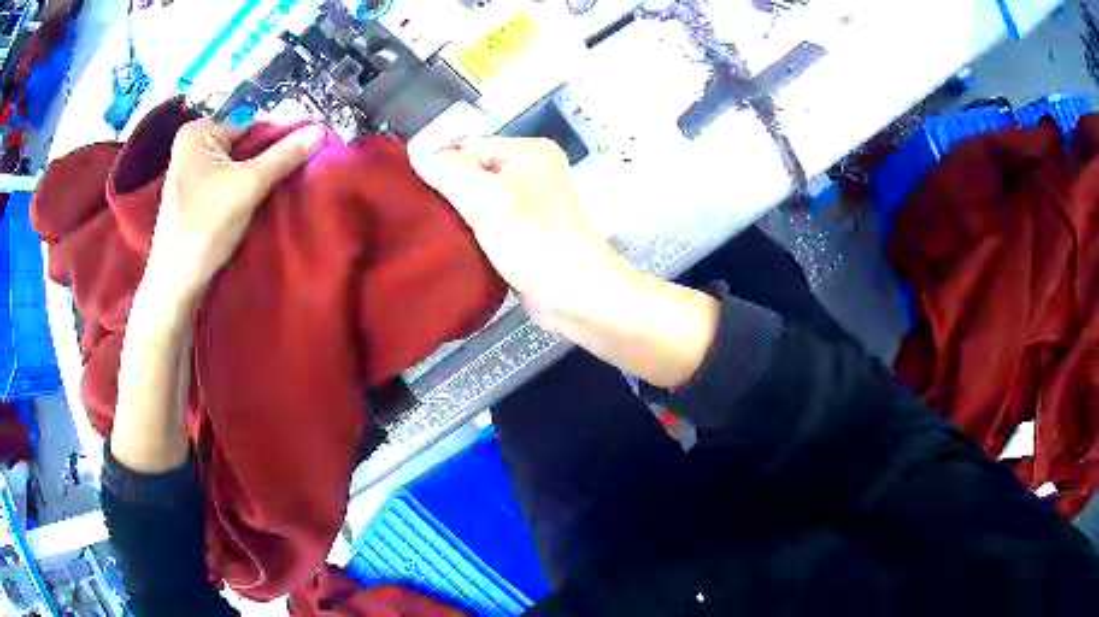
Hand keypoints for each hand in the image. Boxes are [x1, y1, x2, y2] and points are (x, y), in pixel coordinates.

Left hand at [146, 119, 324, 303]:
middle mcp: (190, 146)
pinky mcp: (191, 198)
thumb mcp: (250, 184)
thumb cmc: (206, 226)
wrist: (176, 283)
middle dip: (263, 164)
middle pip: (242, 147)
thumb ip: (285, 156)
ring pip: (234, 168)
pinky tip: (250, 209)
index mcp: (198, 132)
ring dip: (253, 181)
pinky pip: (224, 185)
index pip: (251, 127)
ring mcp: (189, 172)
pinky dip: (239, 194)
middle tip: (285, 183)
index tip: (297, 163)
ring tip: (268, 197)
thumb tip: (321, 130)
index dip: (276, 144)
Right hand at [414, 136, 718, 387]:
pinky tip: (454, 246)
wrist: (578, 297)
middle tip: (419, 216)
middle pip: (472, 171)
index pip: (467, 145)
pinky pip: (489, 224)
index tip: (412, 194)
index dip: (438, 166)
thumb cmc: (536, 242)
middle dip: (446, 192)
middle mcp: (533, 171)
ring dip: (457, 216)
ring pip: (478, 200)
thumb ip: (450, 171)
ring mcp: (532, 203)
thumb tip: (419, 156)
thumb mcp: (487, 198)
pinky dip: (472, 234)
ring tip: (432, 233)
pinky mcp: (527, 234)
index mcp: (529, 152)